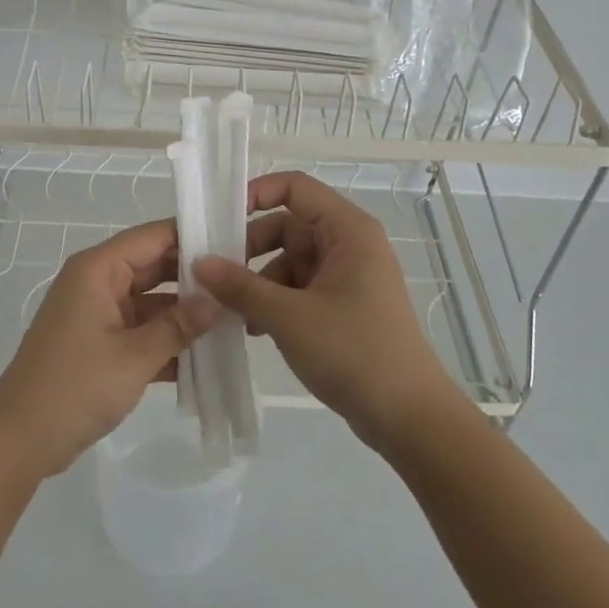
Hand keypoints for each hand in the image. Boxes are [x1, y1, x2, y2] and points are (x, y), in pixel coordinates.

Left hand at [0, 220, 218, 479]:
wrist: (20, 439)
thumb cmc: (75, 386)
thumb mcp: (134, 357)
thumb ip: (177, 326)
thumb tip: (216, 301)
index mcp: (98, 269)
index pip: (153, 236)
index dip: (192, 235)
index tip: (236, 240)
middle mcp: (97, 282)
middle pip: (154, 267)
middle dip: (194, 278)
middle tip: (242, 283)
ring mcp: (97, 314)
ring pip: (150, 302)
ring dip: (183, 315)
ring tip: (235, 320)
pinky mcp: (98, 344)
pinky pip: (140, 331)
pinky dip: (165, 341)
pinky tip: (205, 357)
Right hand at [193, 171, 459, 452]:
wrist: (410, 419)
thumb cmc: (354, 353)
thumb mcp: (288, 317)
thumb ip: (240, 287)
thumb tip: (198, 262)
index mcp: (347, 231)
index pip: (295, 188)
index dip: (255, 194)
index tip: (219, 220)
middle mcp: (349, 244)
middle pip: (288, 225)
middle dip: (250, 248)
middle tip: (215, 273)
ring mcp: (348, 276)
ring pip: (290, 260)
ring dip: (259, 280)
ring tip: (233, 311)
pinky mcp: (344, 306)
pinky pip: (300, 287)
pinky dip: (275, 300)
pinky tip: (255, 329)